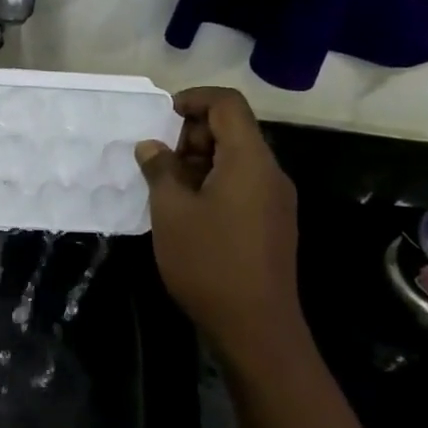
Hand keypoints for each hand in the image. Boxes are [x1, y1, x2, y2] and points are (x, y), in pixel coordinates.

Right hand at [135, 87, 302, 359]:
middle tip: (159, 164)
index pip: (228, 105)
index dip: (194, 99)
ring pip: (236, 160)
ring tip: (167, 191)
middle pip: (234, 130)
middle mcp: (270, 173)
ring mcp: (275, 200)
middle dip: (192, 136)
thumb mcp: (171, 212)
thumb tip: (151, 146)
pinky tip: (188, 213)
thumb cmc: (209, 262)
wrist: (256, 328)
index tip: (162, 116)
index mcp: (249, 161)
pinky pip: (242, 185)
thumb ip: (160, 170)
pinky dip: (213, 184)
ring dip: (200, 163)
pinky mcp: (273, 224)